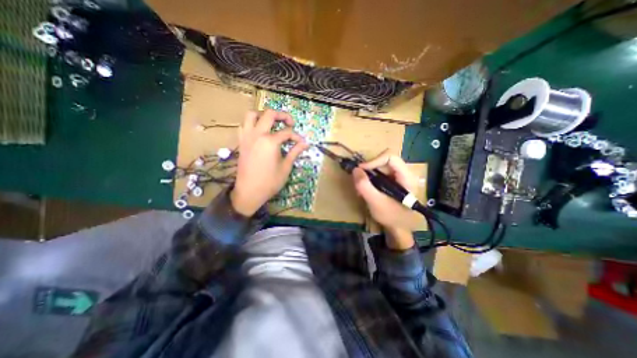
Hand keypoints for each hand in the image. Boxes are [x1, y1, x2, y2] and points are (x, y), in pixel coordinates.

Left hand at [230, 109, 309, 215]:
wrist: (249, 192)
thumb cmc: (270, 182)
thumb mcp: (286, 167)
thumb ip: (295, 152)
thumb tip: (306, 143)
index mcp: (270, 141)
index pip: (287, 133)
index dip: (297, 136)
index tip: (301, 142)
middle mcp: (257, 134)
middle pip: (270, 114)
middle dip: (282, 115)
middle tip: (290, 123)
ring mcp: (247, 137)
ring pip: (252, 115)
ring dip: (263, 115)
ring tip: (272, 122)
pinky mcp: (241, 142)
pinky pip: (244, 125)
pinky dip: (252, 123)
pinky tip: (259, 131)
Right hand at [350, 150, 420, 248]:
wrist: (399, 228)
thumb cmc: (391, 217)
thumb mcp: (376, 202)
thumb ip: (365, 186)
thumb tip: (355, 169)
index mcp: (406, 177)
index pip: (391, 157)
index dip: (374, 160)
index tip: (361, 169)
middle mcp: (404, 173)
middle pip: (385, 160)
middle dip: (370, 168)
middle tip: (359, 178)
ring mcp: (399, 177)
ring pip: (381, 166)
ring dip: (369, 174)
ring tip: (361, 186)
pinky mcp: (393, 181)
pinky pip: (380, 173)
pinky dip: (371, 178)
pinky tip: (366, 188)